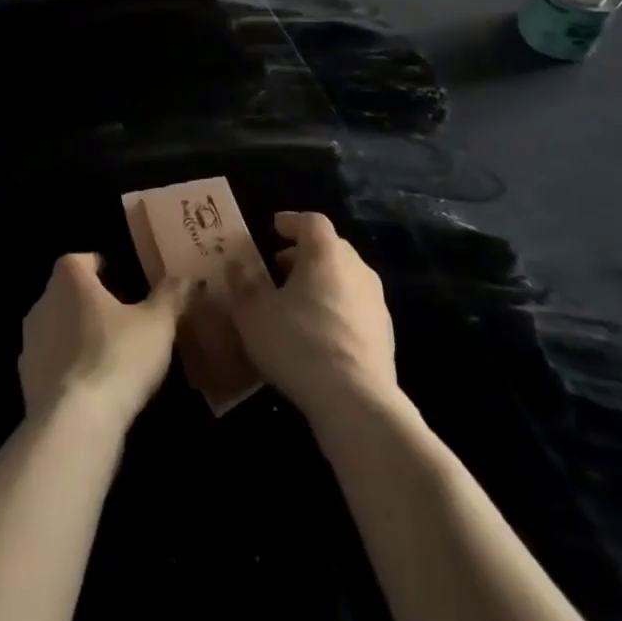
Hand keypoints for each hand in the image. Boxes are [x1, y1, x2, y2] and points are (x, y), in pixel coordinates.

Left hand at [19, 254, 192, 432]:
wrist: (75, 424)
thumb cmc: (118, 356)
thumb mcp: (157, 324)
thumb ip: (171, 296)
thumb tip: (188, 278)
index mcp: (69, 279)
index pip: (81, 260)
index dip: (101, 268)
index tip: (123, 283)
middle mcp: (43, 303)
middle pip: (67, 293)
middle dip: (90, 303)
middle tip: (122, 321)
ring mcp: (29, 343)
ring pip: (57, 329)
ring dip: (77, 337)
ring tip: (109, 356)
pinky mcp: (25, 381)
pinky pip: (50, 364)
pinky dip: (67, 369)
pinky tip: (92, 388)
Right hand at [224, 211, 396, 420]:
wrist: (356, 400)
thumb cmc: (298, 342)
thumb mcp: (254, 313)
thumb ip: (243, 284)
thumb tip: (235, 264)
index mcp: (326, 252)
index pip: (311, 221)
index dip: (291, 222)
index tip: (274, 228)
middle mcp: (356, 267)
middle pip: (330, 248)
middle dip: (304, 254)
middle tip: (279, 268)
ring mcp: (376, 301)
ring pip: (345, 278)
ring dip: (321, 283)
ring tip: (297, 304)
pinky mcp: (386, 334)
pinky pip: (356, 308)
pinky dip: (337, 310)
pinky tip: (320, 335)